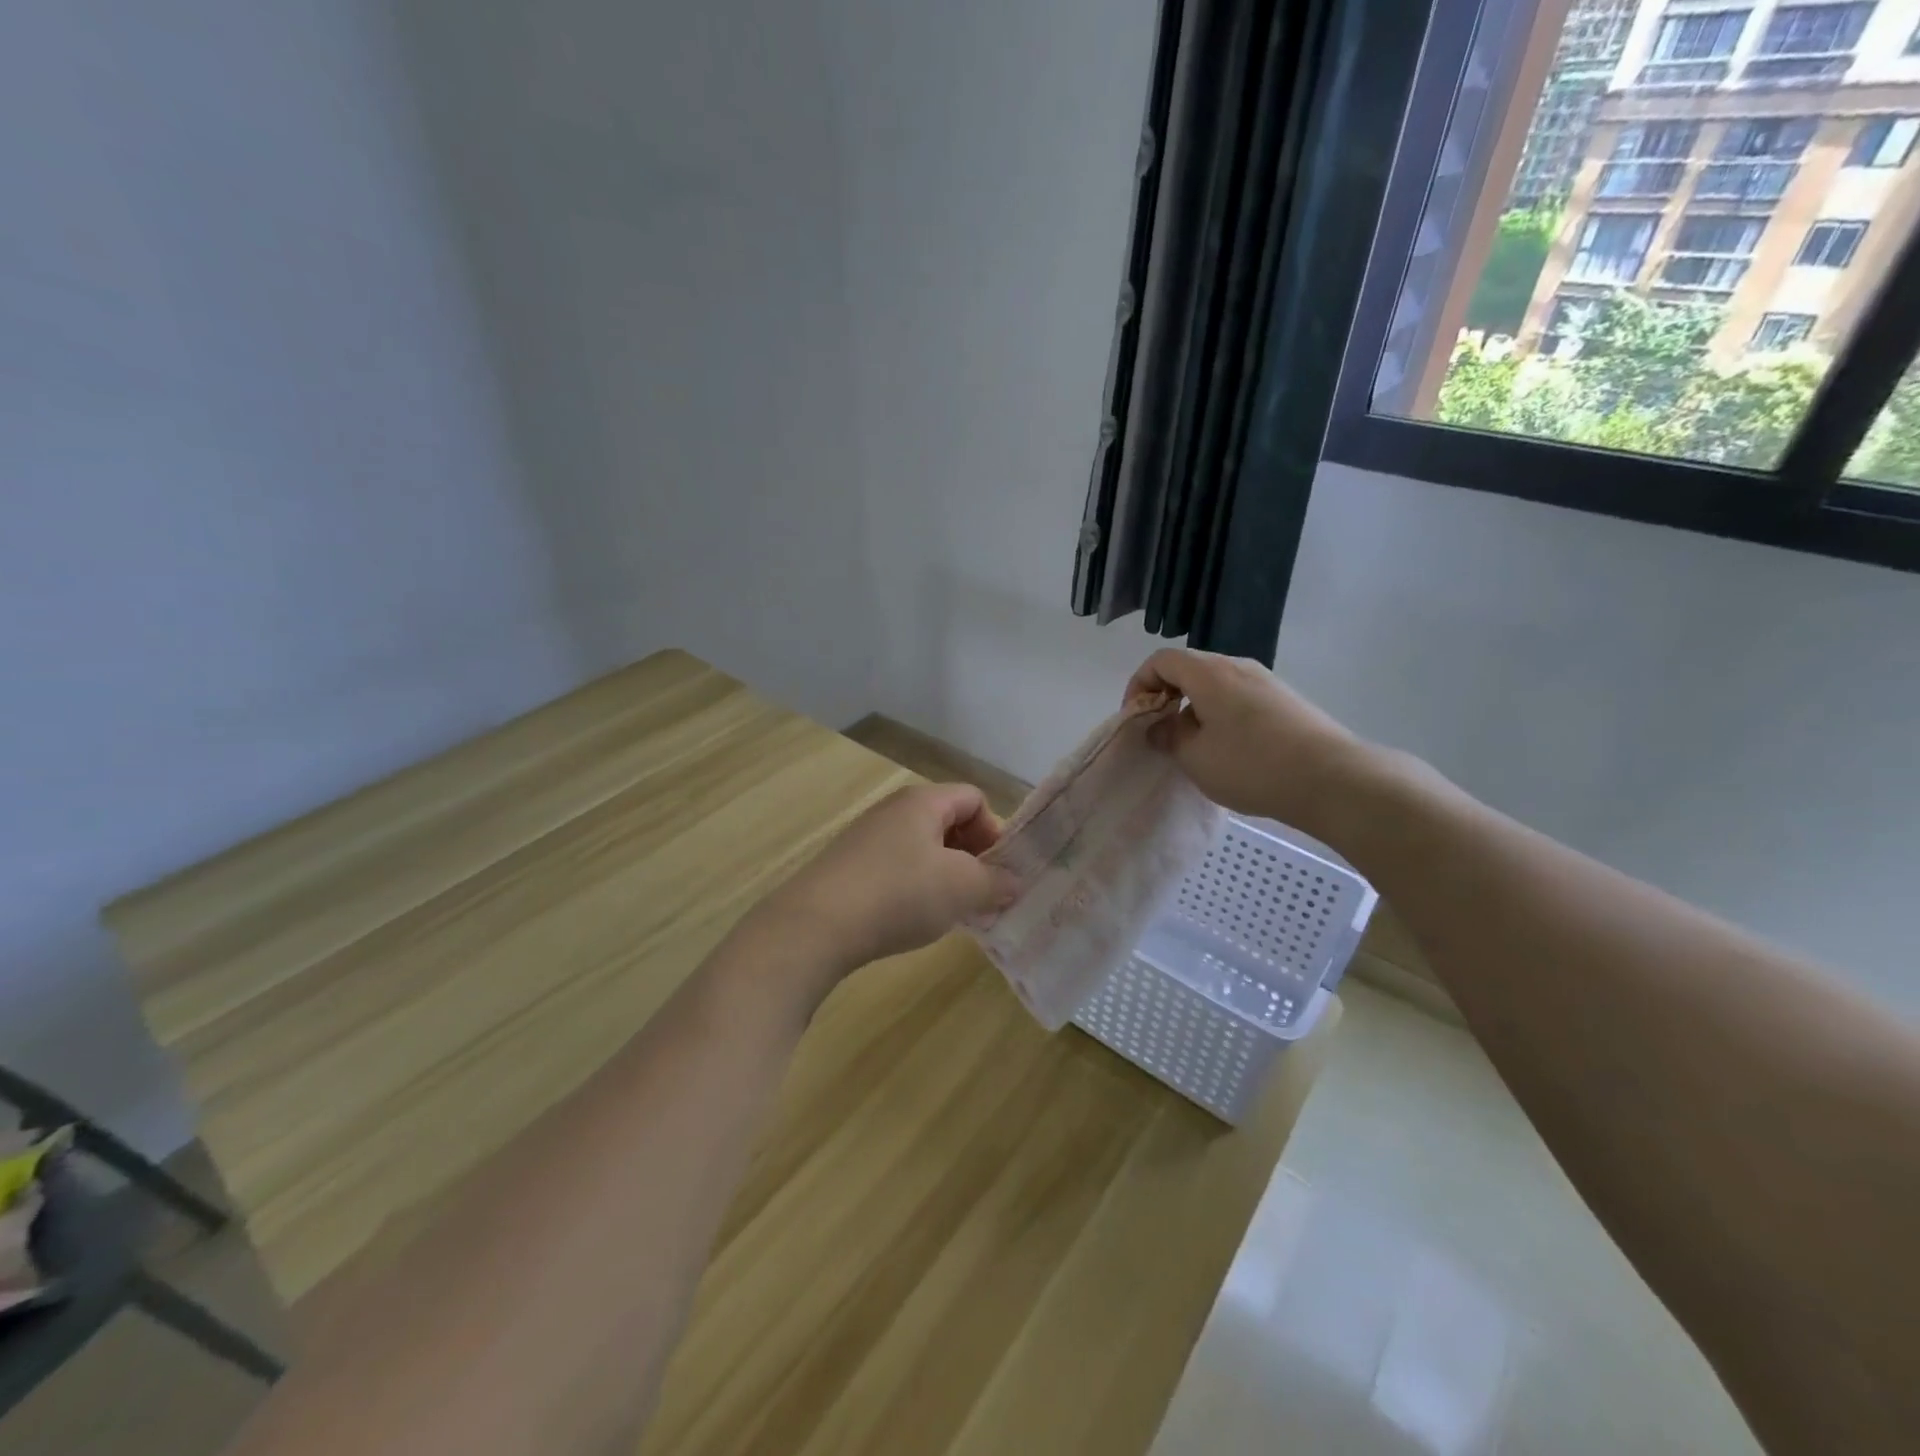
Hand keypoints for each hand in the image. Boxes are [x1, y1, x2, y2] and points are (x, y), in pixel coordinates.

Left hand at [747, 784, 1020, 998]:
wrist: (816, 925)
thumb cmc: (899, 894)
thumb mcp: (961, 888)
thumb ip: (996, 882)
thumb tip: (1013, 882)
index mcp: (923, 801)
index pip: (974, 798)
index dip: (995, 831)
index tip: (1000, 872)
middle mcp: (893, 810)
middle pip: (949, 822)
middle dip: (973, 857)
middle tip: (982, 895)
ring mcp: (867, 838)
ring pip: (923, 848)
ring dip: (946, 877)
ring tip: (952, 912)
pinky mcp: (849, 867)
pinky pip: (897, 868)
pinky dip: (915, 889)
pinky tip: (914, 919)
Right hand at [1126, 648, 1371, 838]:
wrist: (1332, 779)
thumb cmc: (1252, 765)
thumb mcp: (1195, 757)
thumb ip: (1169, 737)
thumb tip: (1161, 727)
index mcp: (1209, 672)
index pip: (1161, 660)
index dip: (1139, 684)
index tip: (1137, 718)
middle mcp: (1238, 666)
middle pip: (1189, 668)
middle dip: (1166, 696)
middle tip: (1161, 732)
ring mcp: (1266, 682)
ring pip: (1216, 684)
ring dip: (1195, 708)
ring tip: (1194, 745)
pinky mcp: (1286, 701)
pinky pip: (1240, 698)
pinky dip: (1221, 714)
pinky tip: (1229, 750)